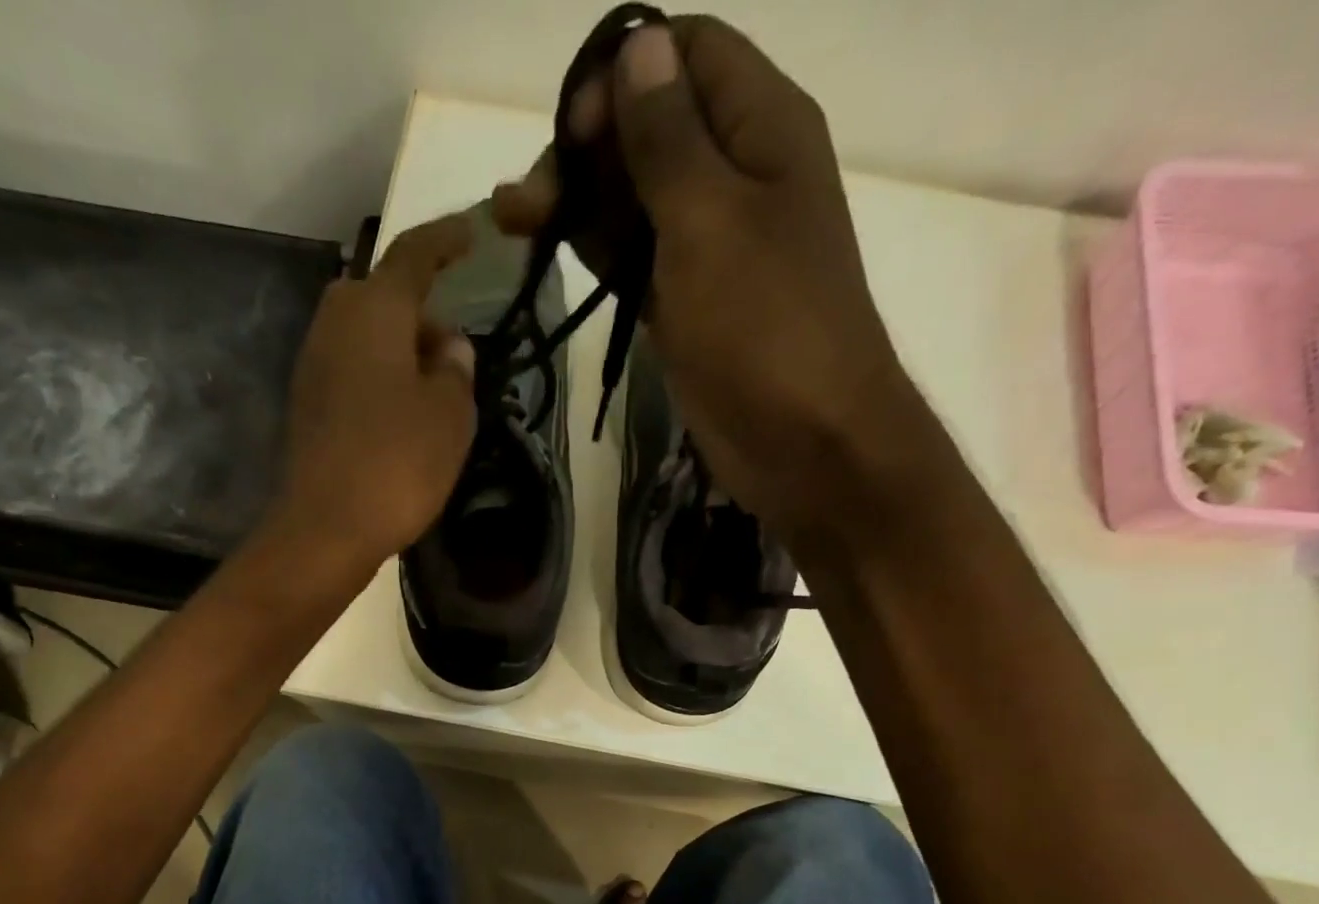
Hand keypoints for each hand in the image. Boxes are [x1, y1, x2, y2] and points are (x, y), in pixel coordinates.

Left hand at [276, 214, 477, 566]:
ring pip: (365, 334)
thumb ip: (456, 369)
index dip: (447, 240)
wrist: (326, 528)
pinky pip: (352, 369)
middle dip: (421, 309)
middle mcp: (335, 323)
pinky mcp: (307, 404)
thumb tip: (449, 345)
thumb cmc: (397, 464)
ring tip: (434, 387)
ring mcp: (313, 364)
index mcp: (374, 311)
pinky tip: (402, 414)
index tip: (473, 231)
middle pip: (382, 296)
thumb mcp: (450, 416)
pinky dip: (380, 377)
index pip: (414, 255)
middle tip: (454, 344)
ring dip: (401, 348)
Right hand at [493, 18, 919, 535]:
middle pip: (650, 127)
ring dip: (578, 202)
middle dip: (585, 148)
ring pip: (635, 197)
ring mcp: (708, 244)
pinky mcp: (685, 302)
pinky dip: (595, 250)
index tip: (571, 130)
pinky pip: (635, 256)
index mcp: (761, 127)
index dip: (623, 74)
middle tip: (526, 201)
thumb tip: (638, 47)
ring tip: (515, 220)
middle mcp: (735, 174)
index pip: (687, 53)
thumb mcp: (710, 219)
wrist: (803, 440)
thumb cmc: (764, 324)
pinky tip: (549, 248)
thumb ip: (668, 138)